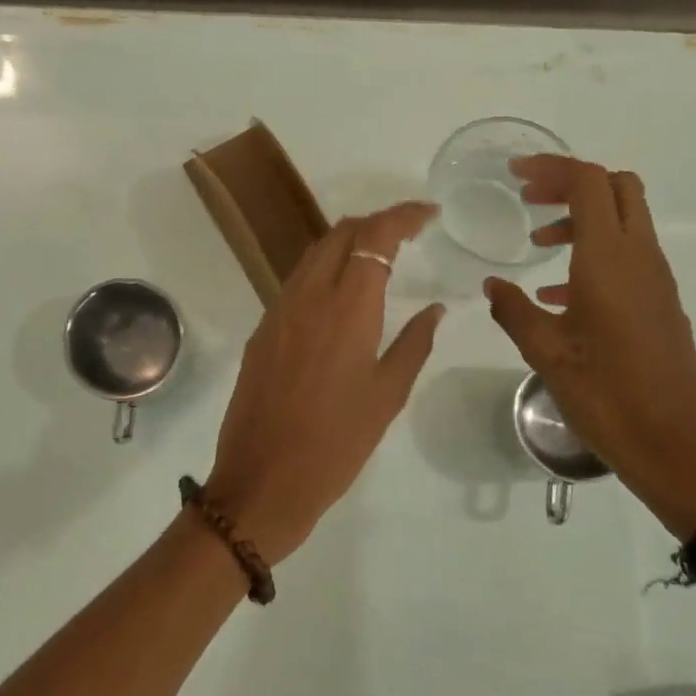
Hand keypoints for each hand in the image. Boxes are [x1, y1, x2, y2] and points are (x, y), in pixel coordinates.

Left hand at [202, 202, 444, 564]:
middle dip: (375, 223)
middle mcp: (308, 297)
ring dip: (347, 243)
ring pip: (313, 254)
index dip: (402, 216)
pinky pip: (296, 282)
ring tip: (378, 258)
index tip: (428, 214)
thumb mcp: (387, 396)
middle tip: (407, 235)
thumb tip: (434, 308)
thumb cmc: (336, 444)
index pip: (374, 237)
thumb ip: (414, 343)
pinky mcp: (262, 331)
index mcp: (346, 309)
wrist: (263, 481)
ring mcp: (278, 311)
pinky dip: (324, 270)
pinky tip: (341, 295)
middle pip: (339, 233)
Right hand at [484, 157, 695, 539]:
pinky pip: (628, 257)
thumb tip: (492, 285)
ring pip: (624, 221)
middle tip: (530, 200)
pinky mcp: (661, 304)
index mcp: (610, 260)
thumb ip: (514, 310)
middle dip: (571, 183)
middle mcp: (640, 258)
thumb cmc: (607, 395)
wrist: (676, 446)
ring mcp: (656, 281)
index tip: (515, 176)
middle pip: (616, 188)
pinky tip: (559, 295)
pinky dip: (594, 253)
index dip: (553, 169)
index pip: (589, 183)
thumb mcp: (546, 353)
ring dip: (582, 219)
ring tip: (537, 247)